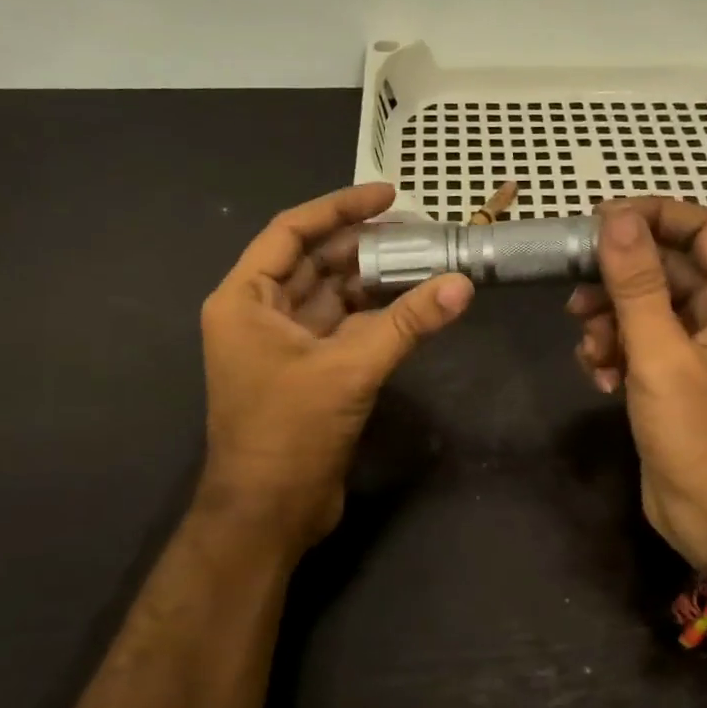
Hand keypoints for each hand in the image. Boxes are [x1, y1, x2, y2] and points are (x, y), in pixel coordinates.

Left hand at [197, 184, 473, 554]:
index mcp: (244, 300)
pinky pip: (342, 328)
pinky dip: (374, 315)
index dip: (339, 208)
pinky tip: (411, 303)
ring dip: (372, 279)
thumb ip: (406, 324)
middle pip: (314, 262)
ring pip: (331, 295)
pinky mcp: (307, 371)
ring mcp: (283, 344)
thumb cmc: (289, 433)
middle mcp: (258, 314)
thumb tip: (462, 285)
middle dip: (363, 244)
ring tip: (423, 259)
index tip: (387, 194)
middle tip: (418, 229)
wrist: (268, 513)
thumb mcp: (348, 370)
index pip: (291, 232)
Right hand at [566, 199, 706, 565]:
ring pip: (646, 306)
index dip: (652, 216)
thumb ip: (636, 284)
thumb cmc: (700, 436)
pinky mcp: (676, 374)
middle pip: (667, 269)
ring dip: (610, 323)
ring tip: (591, 352)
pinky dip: (615, 352)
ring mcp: (701, 346)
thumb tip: (615, 218)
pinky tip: (601, 379)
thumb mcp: (661, 355)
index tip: (599, 220)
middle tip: (575, 296)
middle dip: (618, 282)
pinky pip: (640, 341)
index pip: (703, 229)